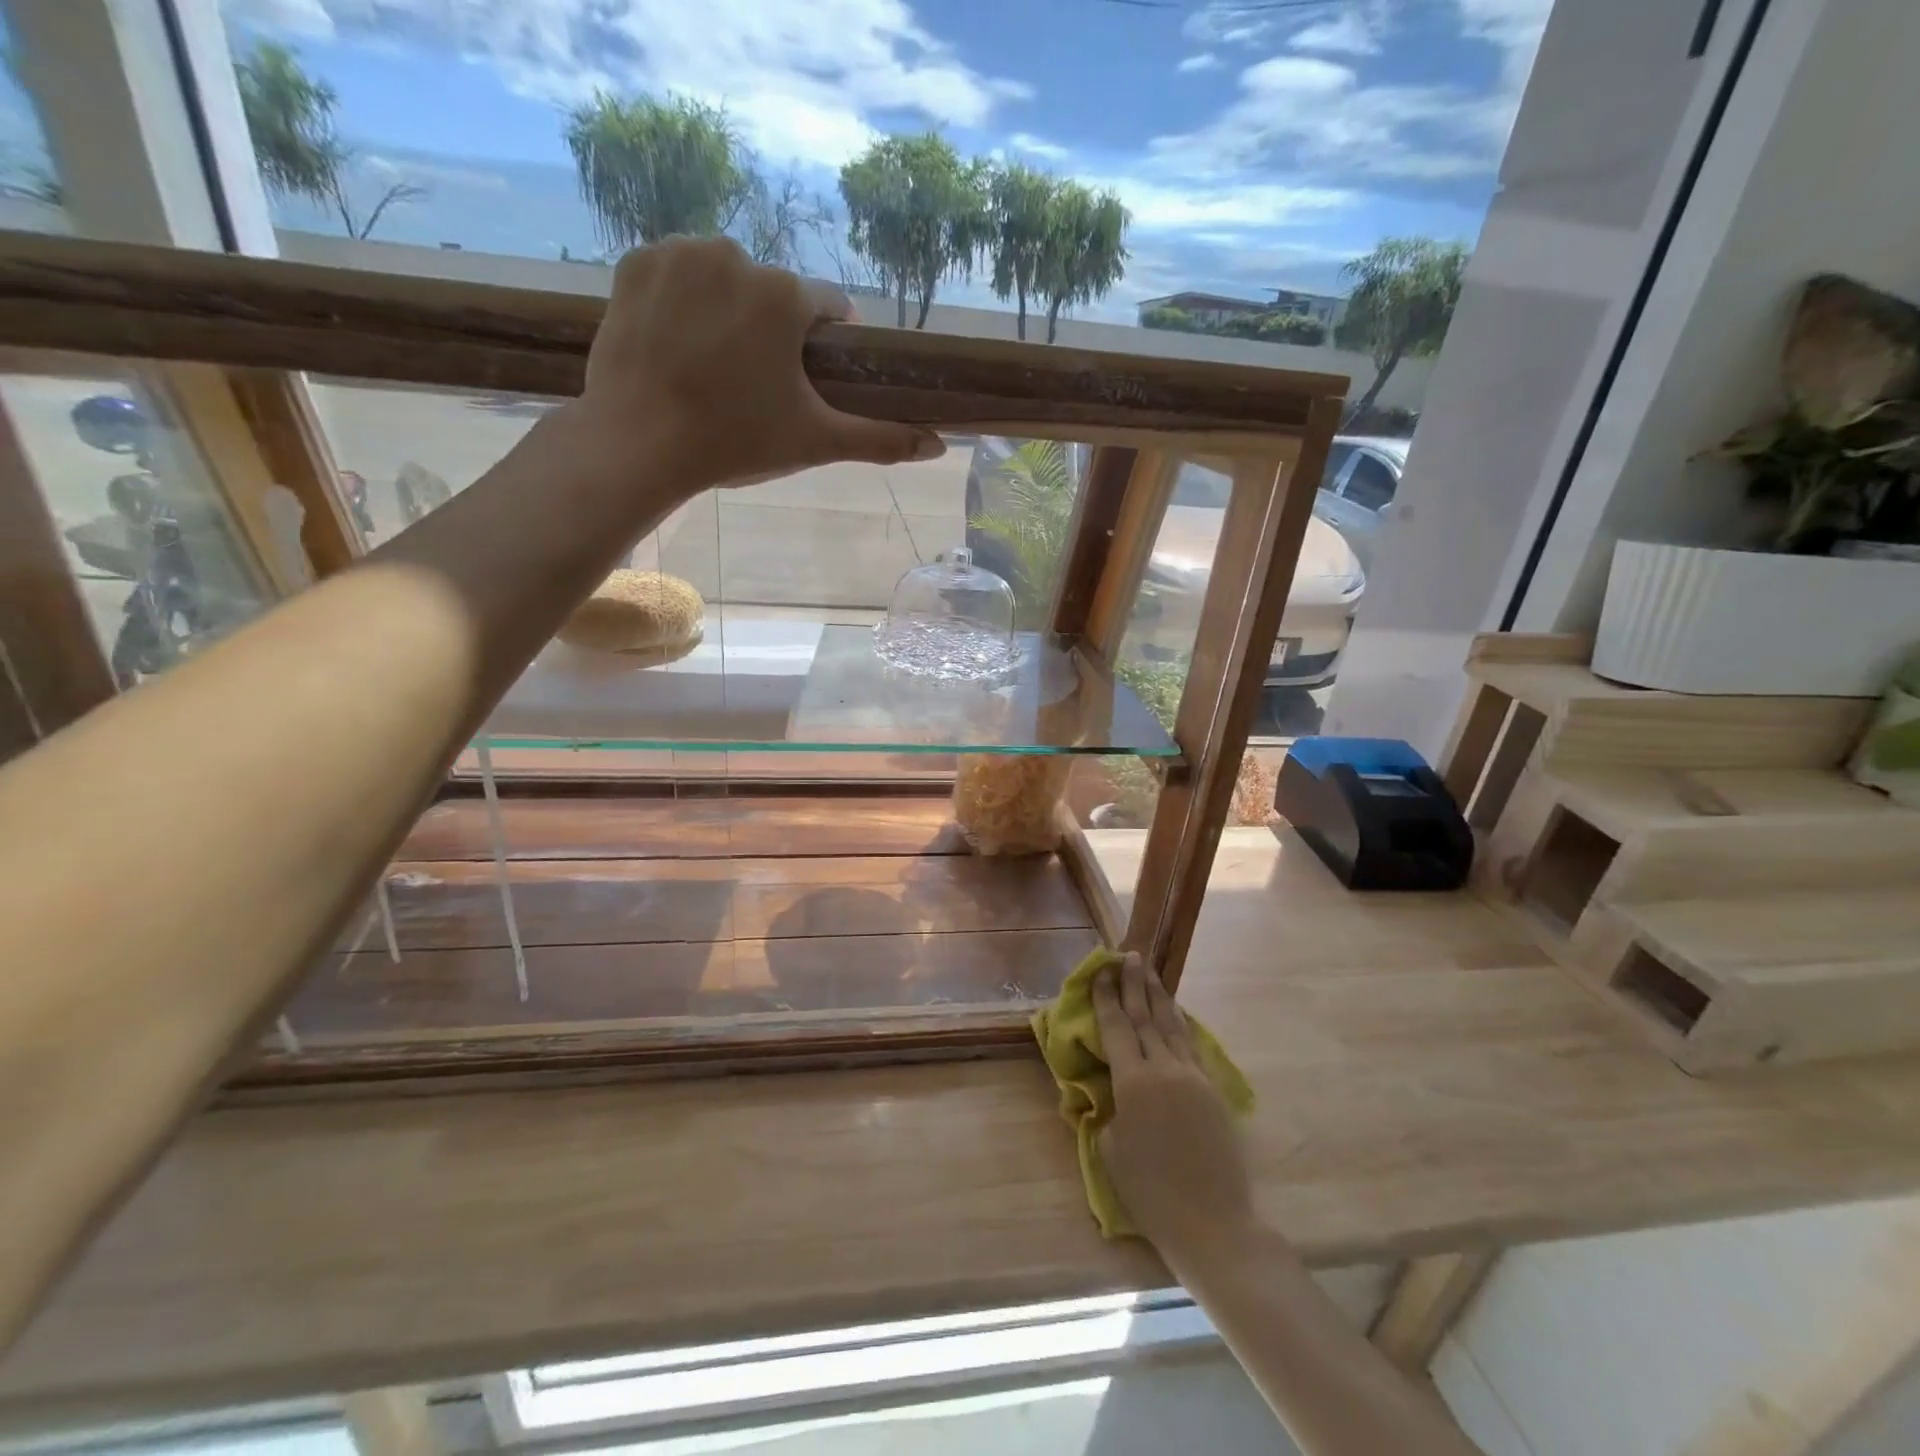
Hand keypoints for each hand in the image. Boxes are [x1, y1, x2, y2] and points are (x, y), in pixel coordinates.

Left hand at [576, 237, 943, 496]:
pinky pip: (677, 275)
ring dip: (729, 311)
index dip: (826, 344)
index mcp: (784, 294)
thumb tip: (940, 446)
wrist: (638, 443)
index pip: (828, 307)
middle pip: (773, 293)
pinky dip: (683, 302)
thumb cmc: (736, 441)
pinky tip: (678, 344)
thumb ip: (880, 439)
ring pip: (725, 278)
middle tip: (755, 384)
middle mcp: (735, 254)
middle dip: (773, 331)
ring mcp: (678, 253)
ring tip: (715, 366)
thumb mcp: (815, 441)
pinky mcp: (634, 263)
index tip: (810, 376)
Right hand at [1094, 955, 1255, 1254]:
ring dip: (1158, 995)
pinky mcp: (1212, 1089)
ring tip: (1149, 971)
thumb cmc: (1151, 1193)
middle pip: (1146, 1016)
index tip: (1100, 971)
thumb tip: (1109, 1087)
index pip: (1116, 1027)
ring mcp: (1192, 1077)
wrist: (1214, 1224)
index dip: (1106, 997)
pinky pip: (1190, 1045)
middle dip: (1133, 984)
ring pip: (1172, 1025)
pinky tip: (1176, 1013)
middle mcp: (1164, 1069)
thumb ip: (1107, 1108)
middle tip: (1128, 954)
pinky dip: (1179, 1023)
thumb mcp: (1112, 1149)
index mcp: (1133, 1082)